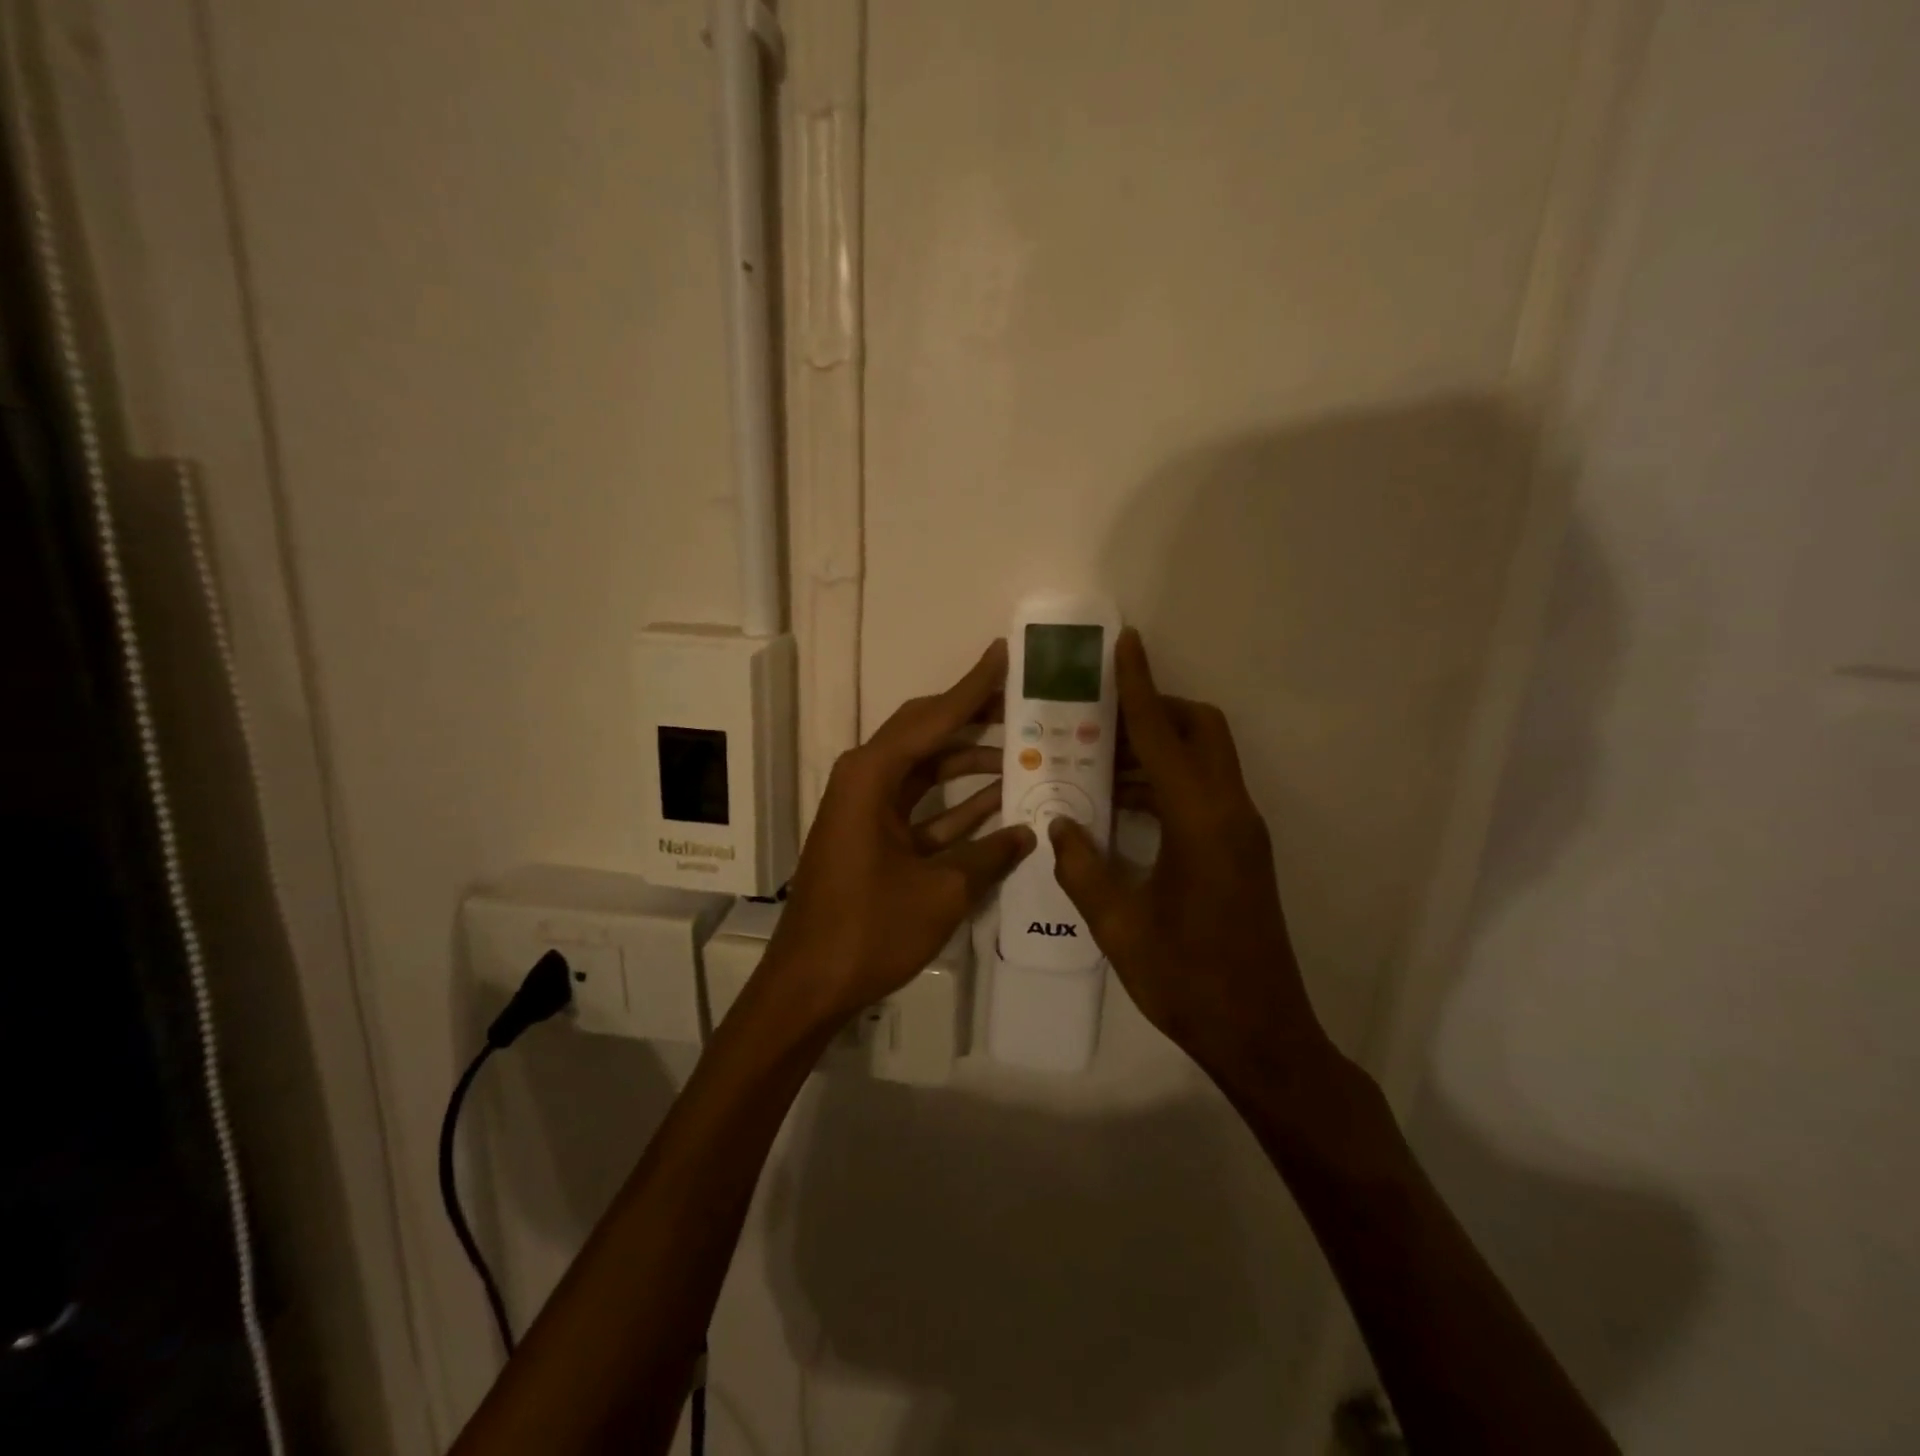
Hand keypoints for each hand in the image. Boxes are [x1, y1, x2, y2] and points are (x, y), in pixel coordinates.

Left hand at [763, 640, 1035, 1030]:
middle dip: (975, 716)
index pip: (934, 717)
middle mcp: (866, 779)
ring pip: (928, 770)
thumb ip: (990, 855)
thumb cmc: (869, 929)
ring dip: (972, 762)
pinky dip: (958, 804)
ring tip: (1027, 749)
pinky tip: (1002, 802)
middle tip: (1024, 700)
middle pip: (927, 733)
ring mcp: (869, 809)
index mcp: (872, 775)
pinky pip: (923, 807)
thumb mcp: (941, 891)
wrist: (808, 985)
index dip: (974, 687)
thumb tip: (1030, 832)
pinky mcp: (875, 837)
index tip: (1004, 653)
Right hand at [1049, 630, 1329, 1087]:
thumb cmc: (1188, 981)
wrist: (1262, 1034)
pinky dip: (1168, 780)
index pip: (1163, 737)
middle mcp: (1230, 813)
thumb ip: (1082, 869)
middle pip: (1202, 731)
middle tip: (1100, 719)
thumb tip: (1058, 825)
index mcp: (1200, 823)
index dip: (1139, 689)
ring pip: (1206, 760)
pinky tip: (1123, 804)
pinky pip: (1206, 791)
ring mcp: (1242, 832)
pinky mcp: (1242, 850)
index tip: (1126, 645)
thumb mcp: (1119, 927)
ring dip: (1159, 749)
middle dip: (1157, 709)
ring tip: (1098, 759)